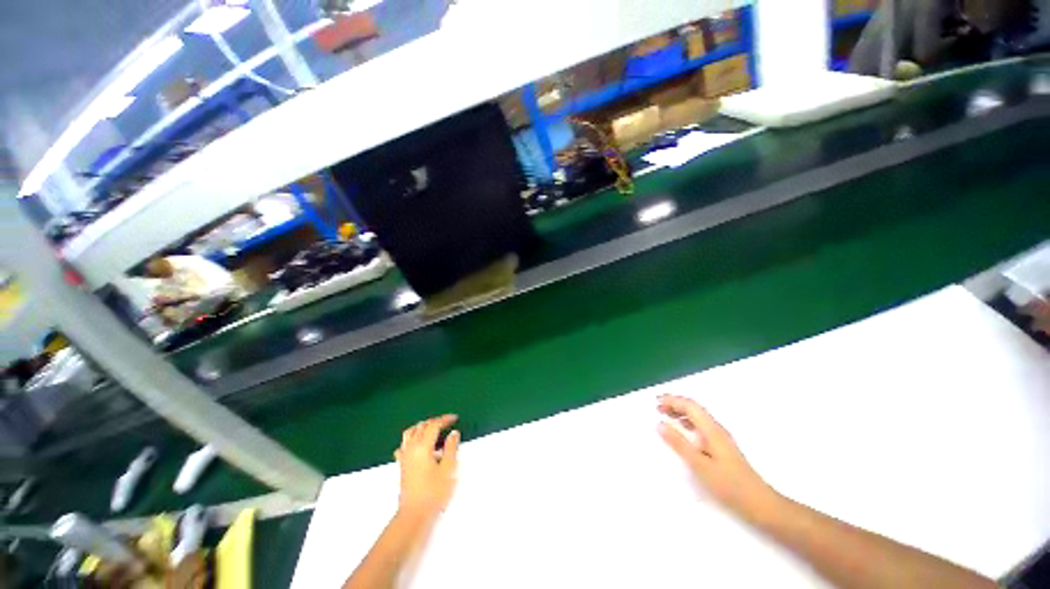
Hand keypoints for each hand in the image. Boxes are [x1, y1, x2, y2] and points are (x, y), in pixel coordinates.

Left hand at [395, 415, 459, 518]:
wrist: (415, 515)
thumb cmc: (434, 492)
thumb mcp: (449, 468)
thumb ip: (451, 447)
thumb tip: (453, 433)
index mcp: (423, 446)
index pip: (433, 425)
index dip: (445, 420)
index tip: (454, 418)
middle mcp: (411, 449)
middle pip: (421, 427)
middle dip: (434, 422)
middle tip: (446, 423)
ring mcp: (404, 458)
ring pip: (410, 433)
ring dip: (421, 428)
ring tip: (432, 430)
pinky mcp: (402, 467)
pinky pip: (404, 446)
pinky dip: (411, 440)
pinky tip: (416, 445)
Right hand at [657, 395, 775, 517]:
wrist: (759, 503)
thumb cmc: (728, 484)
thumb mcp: (699, 464)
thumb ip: (679, 443)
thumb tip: (660, 424)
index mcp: (711, 429)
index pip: (690, 406)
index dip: (672, 400)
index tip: (656, 400)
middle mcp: (716, 429)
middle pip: (694, 408)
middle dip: (675, 404)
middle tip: (657, 406)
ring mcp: (720, 438)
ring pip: (697, 417)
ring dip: (680, 412)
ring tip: (665, 415)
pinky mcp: (721, 447)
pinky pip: (700, 426)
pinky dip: (687, 422)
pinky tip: (682, 430)